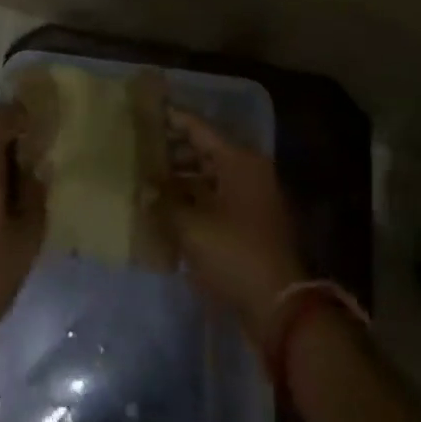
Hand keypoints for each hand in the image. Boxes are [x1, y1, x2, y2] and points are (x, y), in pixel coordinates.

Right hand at [164, 109, 304, 348]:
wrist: (280, 308)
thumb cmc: (235, 253)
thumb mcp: (192, 226)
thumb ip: (164, 202)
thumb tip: (145, 189)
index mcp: (238, 159)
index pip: (198, 128)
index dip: (171, 119)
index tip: (145, 113)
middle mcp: (248, 171)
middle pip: (204, 150)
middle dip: (172, 152)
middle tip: (140, 152)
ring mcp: (251, 198)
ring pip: (209, 176)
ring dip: (181, 179)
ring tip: (149, 183)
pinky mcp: (250, 225)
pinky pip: (216, 200)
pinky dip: (194, 201)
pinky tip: (168, 211)